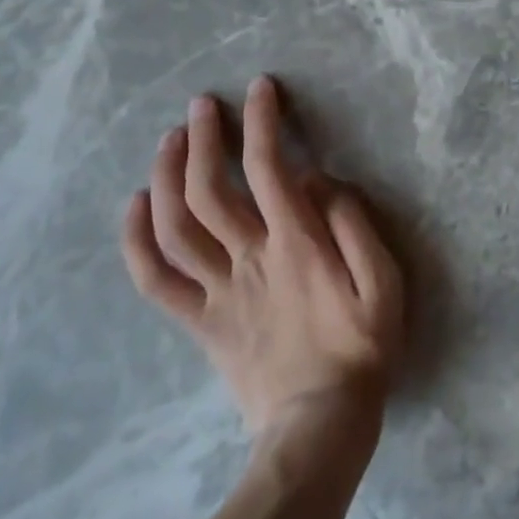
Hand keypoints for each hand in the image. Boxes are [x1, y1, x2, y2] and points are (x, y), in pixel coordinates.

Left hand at [121, 76, 405, 457]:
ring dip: (167, 177)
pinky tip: (134, 205)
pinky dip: (137, 241)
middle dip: (203, 139)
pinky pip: (156, 281)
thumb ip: (353, 225)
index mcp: (295, 245)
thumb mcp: (384, 284)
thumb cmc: (361, 349)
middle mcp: (249, 259)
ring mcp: (217, 292)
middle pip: (210, 189)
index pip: (269, 168)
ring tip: (170, 140)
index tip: (260, 88)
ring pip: (177, 227)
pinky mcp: (199, 322)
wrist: (320, 429)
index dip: (262, 121)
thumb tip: (317, 179)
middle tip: (201, 105)